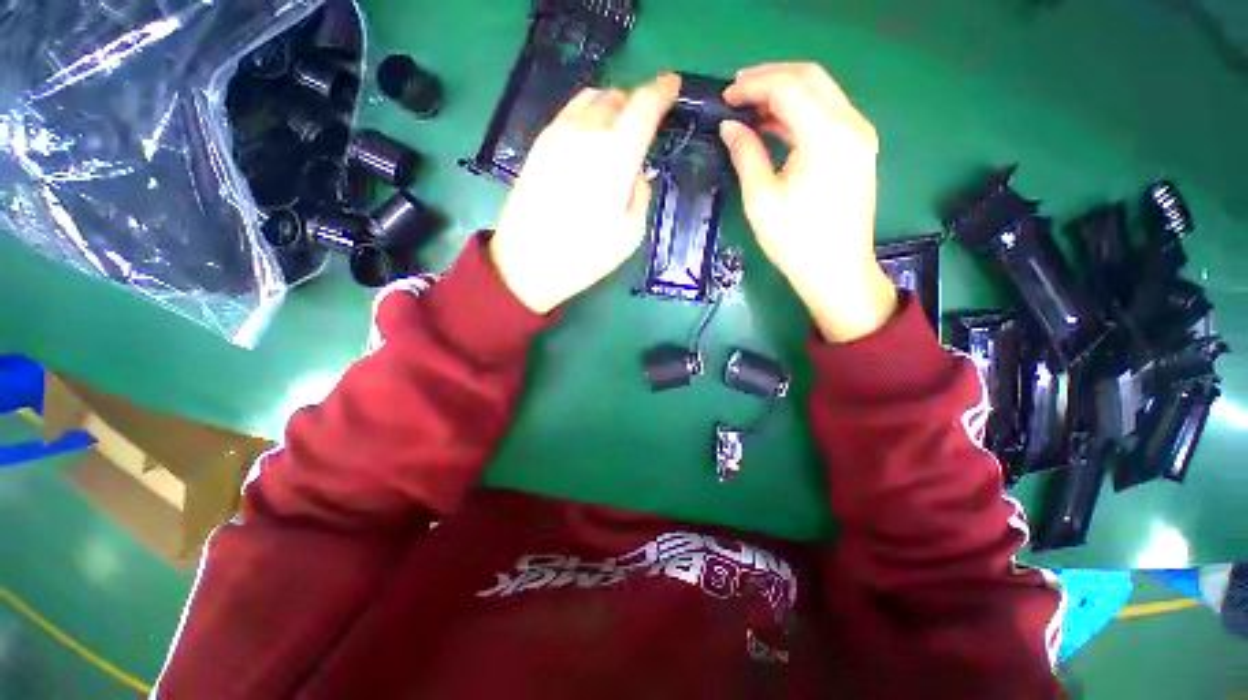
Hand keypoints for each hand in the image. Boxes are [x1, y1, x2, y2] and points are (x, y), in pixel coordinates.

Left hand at [489, 73, 681, 313]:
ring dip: (611, 106)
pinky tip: (591, 135)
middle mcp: (587, 133)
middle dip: (637, 102)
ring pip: (592, 99)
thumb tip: (636, 174)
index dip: (662, 91)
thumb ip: (640, 195)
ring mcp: (559, 134)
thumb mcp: (630, 235)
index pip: (644, 106)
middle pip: (618, 97)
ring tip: (619, 127)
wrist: (526, 262)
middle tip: (645, 121)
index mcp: (616, 155)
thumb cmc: (584, 256)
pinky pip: (570, 111)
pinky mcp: (539, 143)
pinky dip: (588, 113)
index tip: (672, 85)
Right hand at [719, 63, 896, 342]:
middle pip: (810, 78)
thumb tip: (730, 127)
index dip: (753, 85)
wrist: (836, 271)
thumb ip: (746, 154)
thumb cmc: (795, 241)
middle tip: (736, 92)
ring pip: (821, 93)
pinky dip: (799, 113)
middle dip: (770, 78)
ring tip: (750, 108)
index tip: (725, 96)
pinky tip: (775, 126)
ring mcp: (860, 136)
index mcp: (827, 135)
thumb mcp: (761, 199)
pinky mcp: (858, 149)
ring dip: (785, 94)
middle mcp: (851, 124)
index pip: (788, 87)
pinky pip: (827, 115)